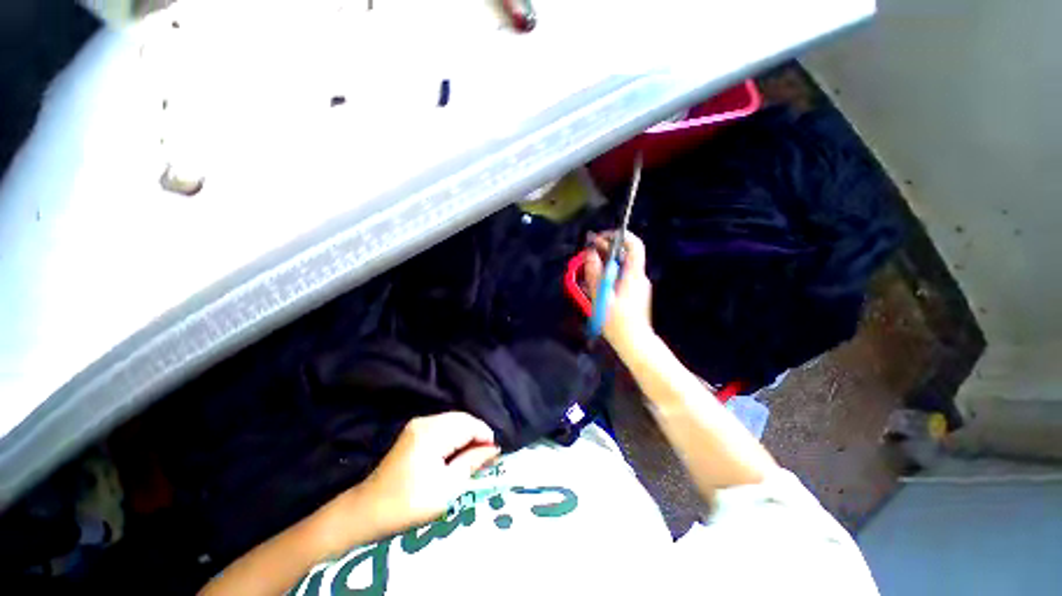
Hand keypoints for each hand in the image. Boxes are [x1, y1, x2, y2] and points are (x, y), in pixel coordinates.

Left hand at [358, 413, 499, 531]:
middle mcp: (425, 422)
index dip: (485, 436)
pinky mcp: (415, 430)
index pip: (469, 425)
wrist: (368, 510)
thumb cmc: (408, 504)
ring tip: (475, 454)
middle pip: (462, 419)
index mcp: (432, 434)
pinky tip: (458, 450)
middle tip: (487, 455)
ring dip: (467, 434)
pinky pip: (444, 425)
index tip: (495, 454)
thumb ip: (471, 463)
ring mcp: (418, 424)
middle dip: (477, 434)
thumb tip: (493, 449)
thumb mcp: (446, 488)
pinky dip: (456, 434)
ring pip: (454, 420)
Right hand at [583, 231, 653, 349]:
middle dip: (605, 250)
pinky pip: (620, 278)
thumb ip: (595, 274)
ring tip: (588, 268)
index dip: (618, 236)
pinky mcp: (633, 294)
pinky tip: (595, 284)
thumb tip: (590, 253)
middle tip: (587, 252)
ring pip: (621, 267)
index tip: (600, 237)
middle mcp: (638, 277)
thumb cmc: (618, 322)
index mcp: (634, 275)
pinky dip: (608, 275)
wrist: (634, 343)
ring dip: (604, 263)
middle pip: (625, 255)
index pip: (634, 244)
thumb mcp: (602, 297)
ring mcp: (637, 286)